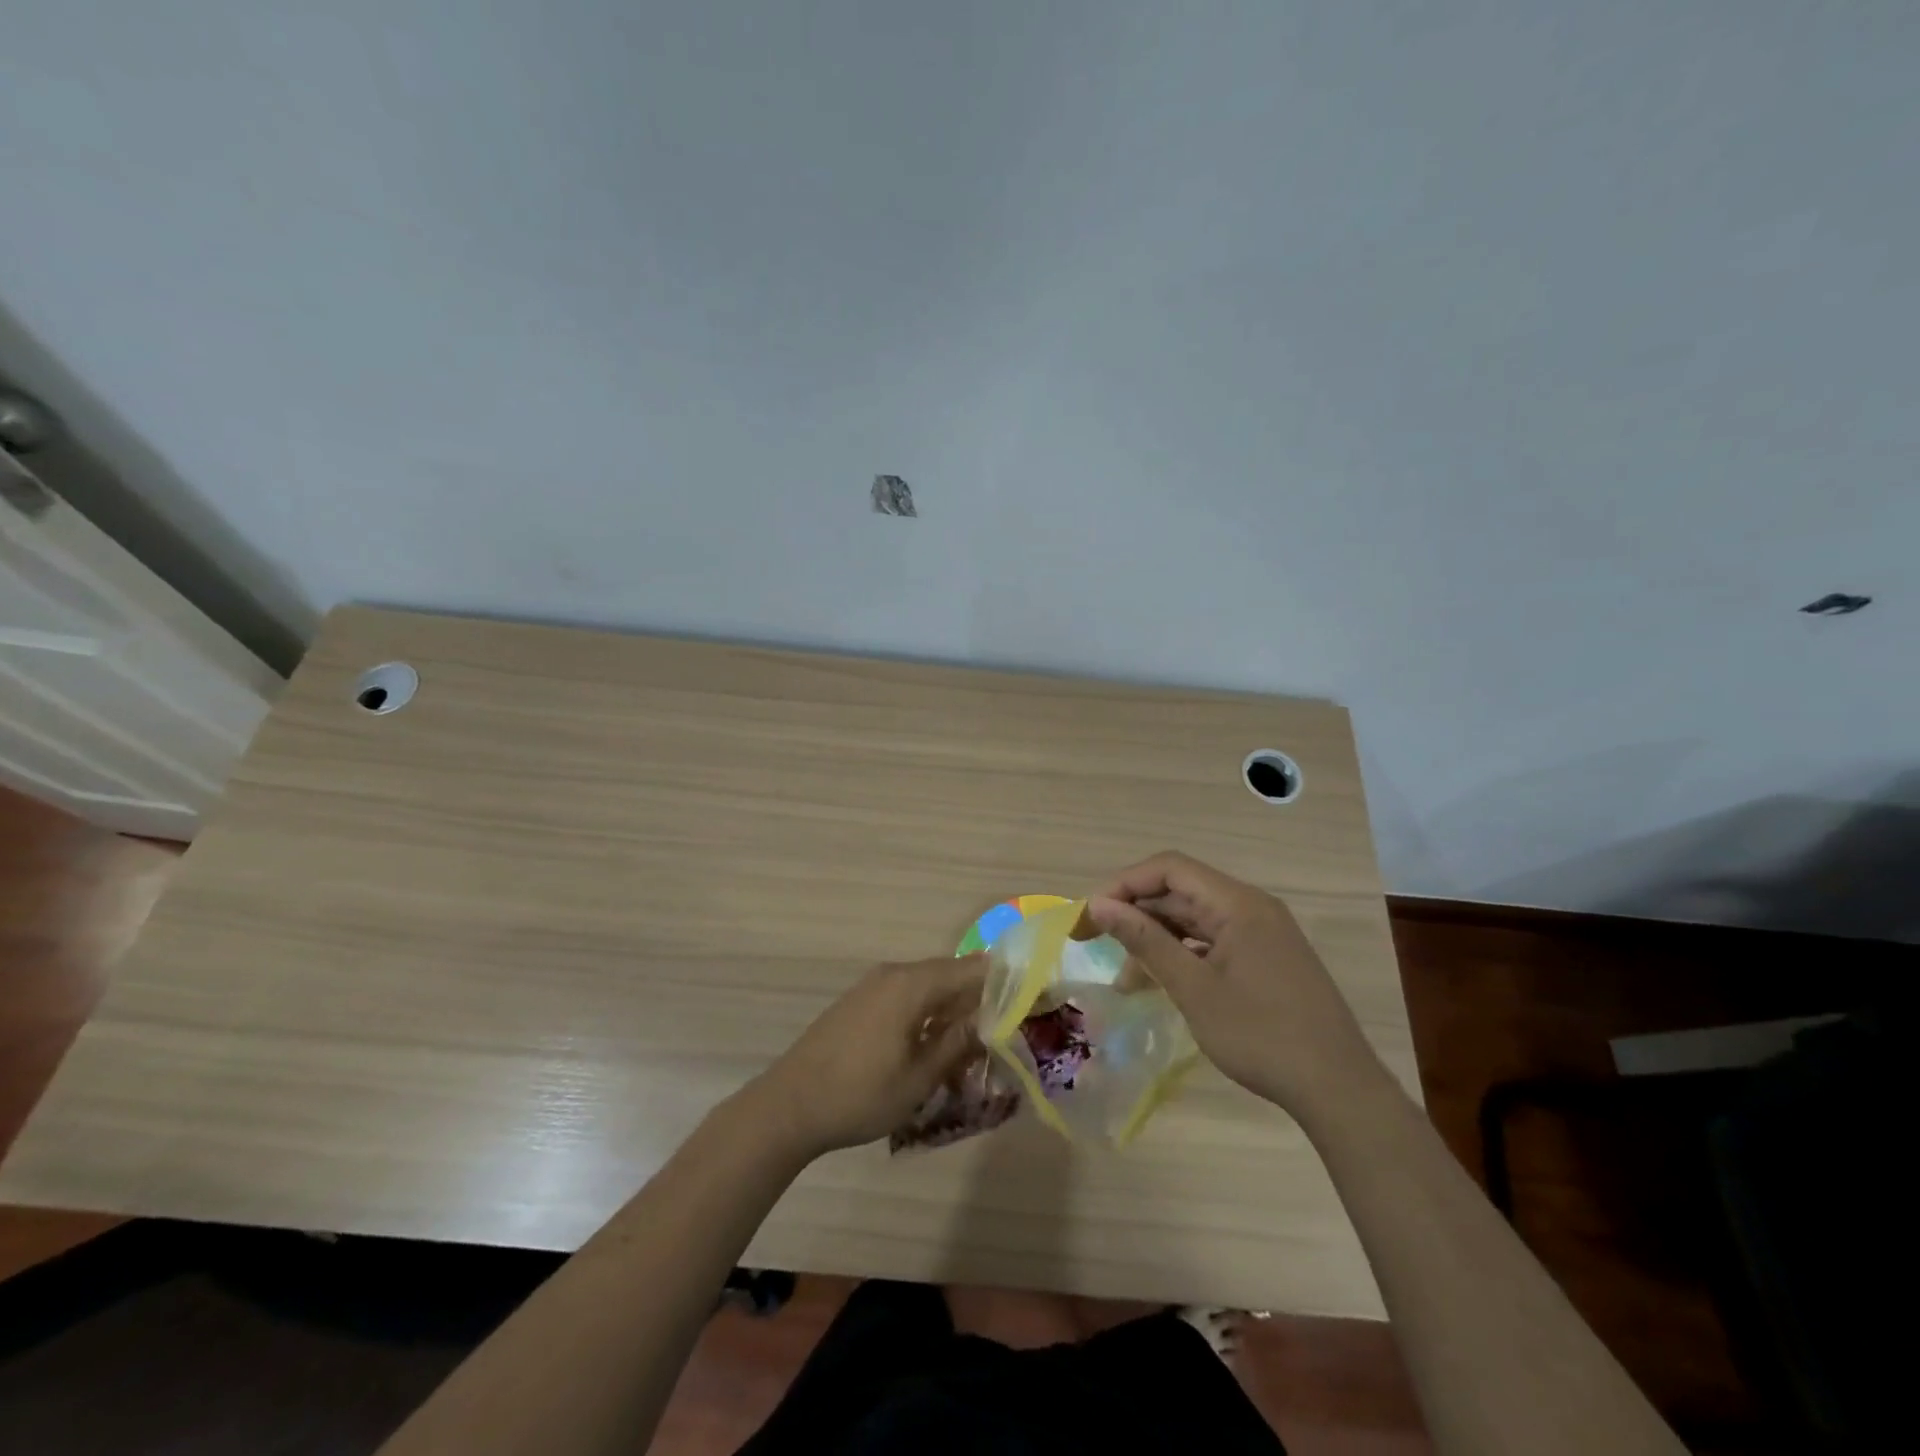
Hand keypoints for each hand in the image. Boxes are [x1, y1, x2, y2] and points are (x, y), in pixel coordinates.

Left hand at [748, 955, 986, 1157]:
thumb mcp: (919, 1078)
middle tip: (1008, 1023)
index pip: (971, 969)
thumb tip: (991, 1020)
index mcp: (912, 985)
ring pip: (928, 985)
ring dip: (953, 1005)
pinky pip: (906, 995)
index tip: (1031, 997)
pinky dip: (929, 1010)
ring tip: (977, 1037)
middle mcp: (894, 974)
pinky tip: (936, 1040)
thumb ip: (957, 1044)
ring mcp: (873, 985)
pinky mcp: (860, 1001)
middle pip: (950, 973)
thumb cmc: (859, 1095)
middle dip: (980, 995)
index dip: (1004, 980)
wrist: (788, 1106)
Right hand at [1084, 852, 1385, 1117]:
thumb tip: (1098, 905)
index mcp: (1238, 903)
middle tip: (1093, 941)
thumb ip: (1145, 941)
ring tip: (1126, 979)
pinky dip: (1182, 956)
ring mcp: (1261, 934)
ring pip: (1194, 920)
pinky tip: (1161, 983)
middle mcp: (1251, 908)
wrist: (1339, 1090)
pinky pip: (1212, 942)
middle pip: (1181, 892)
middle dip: (1135, 913)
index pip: (1170, 869)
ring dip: (1156, 939)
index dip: (1125, 884)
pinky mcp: (1265, 959)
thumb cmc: (1261, 1034)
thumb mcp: (1193, 988)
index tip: (1091, 914)